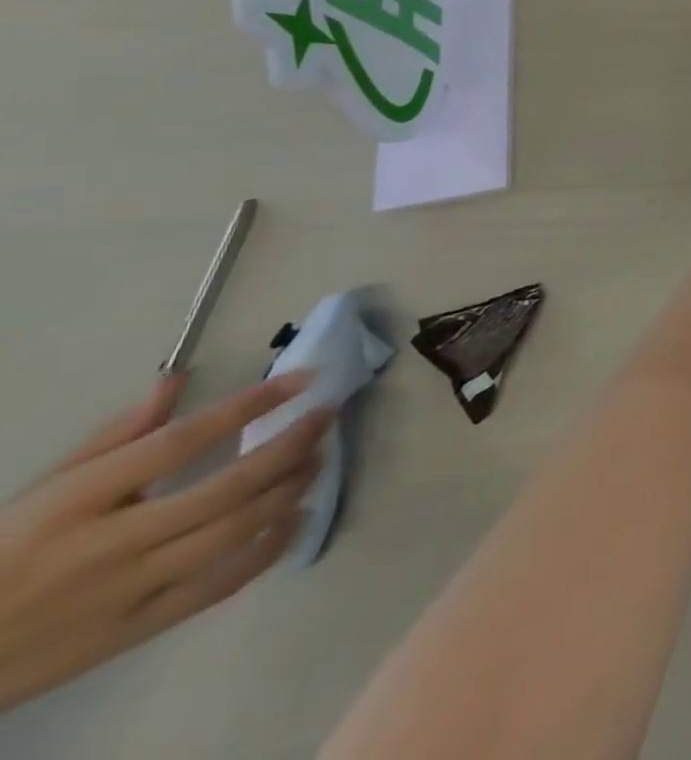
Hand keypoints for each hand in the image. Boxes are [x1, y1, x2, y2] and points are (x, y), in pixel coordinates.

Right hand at [0, 371, 329, 712]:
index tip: (305, 378)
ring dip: (290, 490)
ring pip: (235, 533)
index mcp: (79, 502)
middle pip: (226, 488)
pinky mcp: (135, 632)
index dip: (253, 404)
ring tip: (319, 458)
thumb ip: (117, 435)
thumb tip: (177, 378)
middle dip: (291, 445)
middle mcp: (109, 545)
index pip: (184, 440)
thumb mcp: (44, 490)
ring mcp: (126, 592)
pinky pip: (219, 586)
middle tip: (327, 416)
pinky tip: (298, 518)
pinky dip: (269, 549)